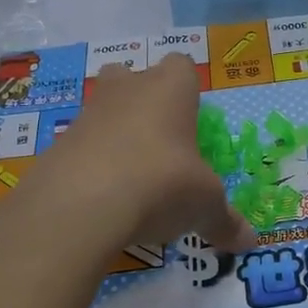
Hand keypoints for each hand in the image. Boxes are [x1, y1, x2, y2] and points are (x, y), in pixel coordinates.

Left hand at [24, 56, 256, 254]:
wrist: (79, 206)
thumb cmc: (161, 184)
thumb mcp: (204, 206)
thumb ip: (224, 220)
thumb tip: (250, 241)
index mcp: (170, 89)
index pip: (182, 66)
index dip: (187, 89)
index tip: (192, 121)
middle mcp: (128, 90)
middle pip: (133, 77)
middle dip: (143, 102)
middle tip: (160, 142)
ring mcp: (87, 114)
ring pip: (103, 110)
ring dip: (115, 135)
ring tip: (132, 178)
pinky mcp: (57, 145)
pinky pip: (80, 147)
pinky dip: (90, 166)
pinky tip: (103, 200)